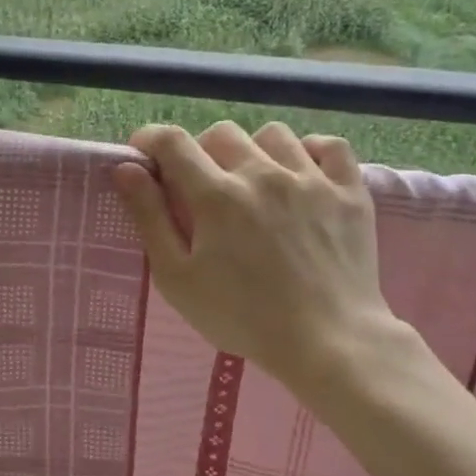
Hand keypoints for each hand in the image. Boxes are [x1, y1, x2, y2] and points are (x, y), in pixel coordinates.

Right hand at [110, 122, 403, 401]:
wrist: (329, 343)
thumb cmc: (242, 317)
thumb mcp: (177, 278)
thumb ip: (149, 218)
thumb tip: (126, 169)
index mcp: (216, 195)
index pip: (173, 142)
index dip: (151, 140)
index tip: (145, 155)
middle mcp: (262, 173)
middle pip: (221, 133)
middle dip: (201, 151)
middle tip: (200, 186)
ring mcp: (311, 180)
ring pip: (272, 134)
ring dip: (253, 150)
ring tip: (252, 182)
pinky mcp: (350, 193)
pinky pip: (331, 147)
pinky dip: (311, 152)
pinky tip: (301, 175)